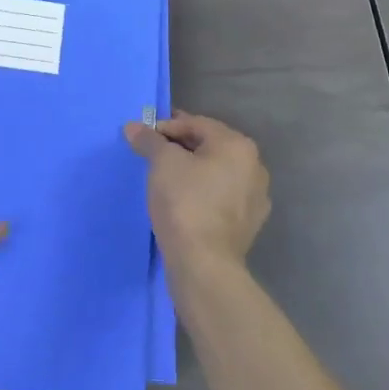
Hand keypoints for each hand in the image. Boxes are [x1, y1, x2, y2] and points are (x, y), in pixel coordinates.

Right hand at [123, 112, 270, 280]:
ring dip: (192, 171)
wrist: (204, 265)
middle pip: (210, 146)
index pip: (196, 124)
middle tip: (153, 155)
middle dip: (180, 147)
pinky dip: (203, 194)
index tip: (144, 137)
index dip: (167, 127)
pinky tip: (183, 203)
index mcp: (238, 145)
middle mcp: (254, 166)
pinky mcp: (249, 224)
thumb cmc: (185, 202)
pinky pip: (221, 197)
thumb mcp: (162, 163)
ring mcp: (255, 197)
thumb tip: (133, 127)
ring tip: (165, 179)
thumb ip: (149, 140)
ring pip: (217, 172)